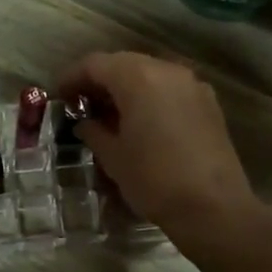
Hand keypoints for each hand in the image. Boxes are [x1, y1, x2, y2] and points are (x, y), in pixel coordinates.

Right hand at [58, 52, 259, 237]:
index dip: (72, 77)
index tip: (58, 96)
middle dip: (99, 80)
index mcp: (138, 77)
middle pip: (124, 64)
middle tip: (81, 103)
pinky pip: (170, 89)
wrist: (213, 207)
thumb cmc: (153, 179)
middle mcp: (167, 70)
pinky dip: (150, 97)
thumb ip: (94, 131)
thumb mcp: (113, 156)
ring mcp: (192, 85)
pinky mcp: (208, 103)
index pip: (95, 64)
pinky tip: (141, 122)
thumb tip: (86, 122)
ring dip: (126, 88)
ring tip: (109, 114)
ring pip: (149, 74)